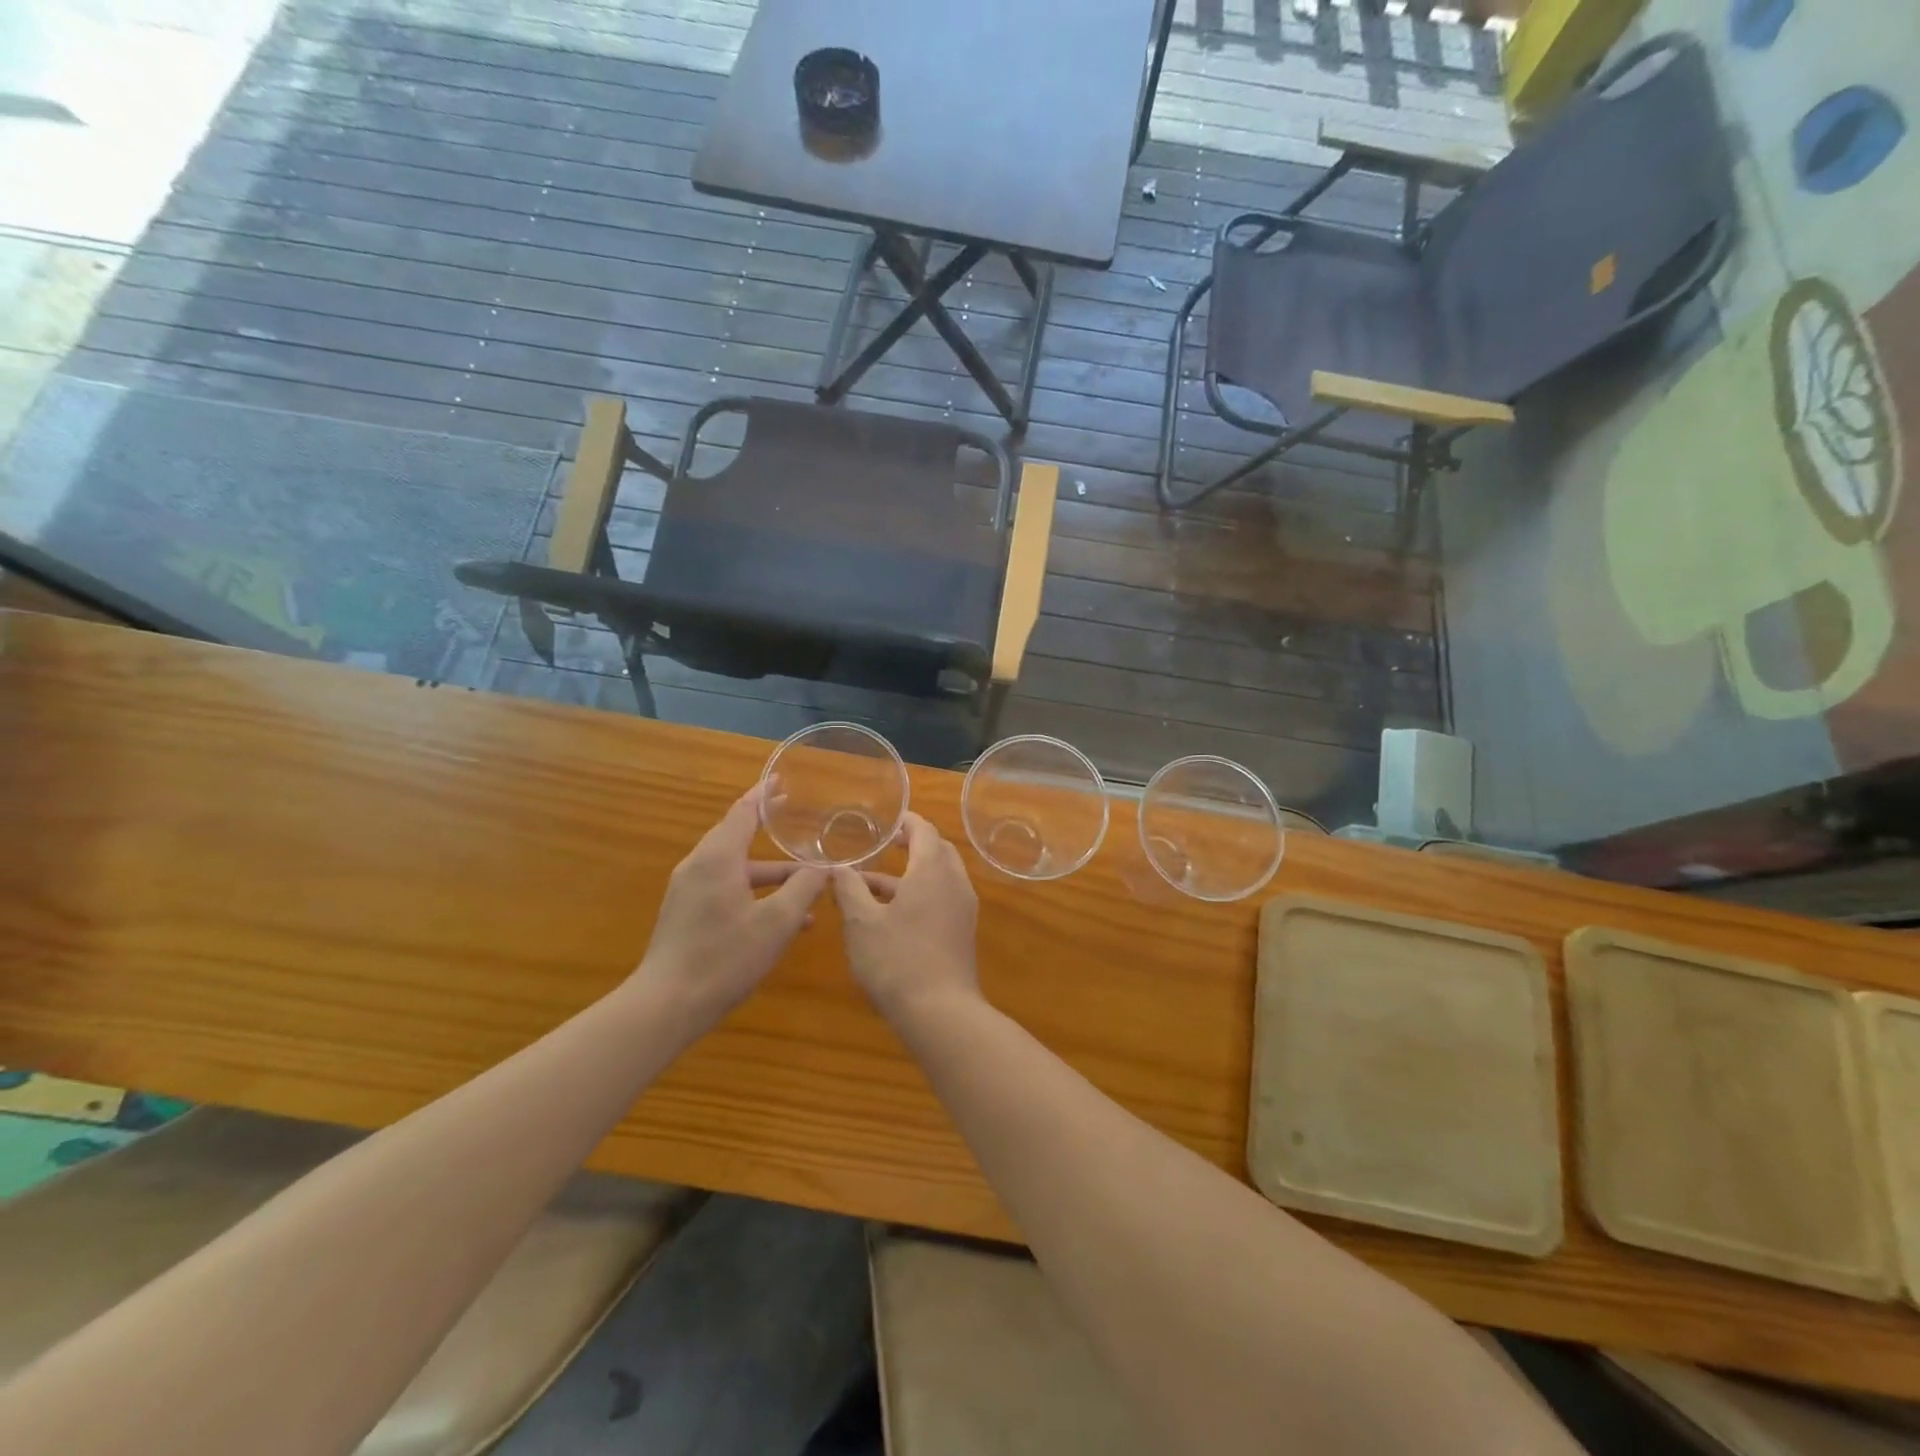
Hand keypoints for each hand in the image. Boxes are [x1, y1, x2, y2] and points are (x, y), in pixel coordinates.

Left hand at [634, 786, 826, 1030]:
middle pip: (735, 836)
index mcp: (717, 858)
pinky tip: (783, 918)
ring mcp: (689, 891)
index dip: (764, 795)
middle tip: (793, 815)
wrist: (666, 1005)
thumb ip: (804, 889)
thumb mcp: (776, 923)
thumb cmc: (724, 957)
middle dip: (766, 827)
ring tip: (806, 881)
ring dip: (769, 872)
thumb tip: (824, 867)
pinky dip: (754, 892)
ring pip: (735, 868)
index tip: (781, 780)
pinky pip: (726, 889)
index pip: (743, 812)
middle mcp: (699, 866)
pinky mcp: (687, 914)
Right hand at [831, 813, 979, 1018]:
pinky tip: (890, 912)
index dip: (905, 821)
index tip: (886, 819)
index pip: (924, 830)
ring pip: (939, 876)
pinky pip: (942, 897)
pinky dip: (919, 892)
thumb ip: (849, 889)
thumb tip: (837, 867)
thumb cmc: (897, 960)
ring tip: (871, 882)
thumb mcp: (861, 923)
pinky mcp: (962, 931)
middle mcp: (954, 882)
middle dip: (912, 843)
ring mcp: (963, 908)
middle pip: (937, 850)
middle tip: (884, 842)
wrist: (940, 1012)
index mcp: (932, 870)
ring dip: (911, 872)